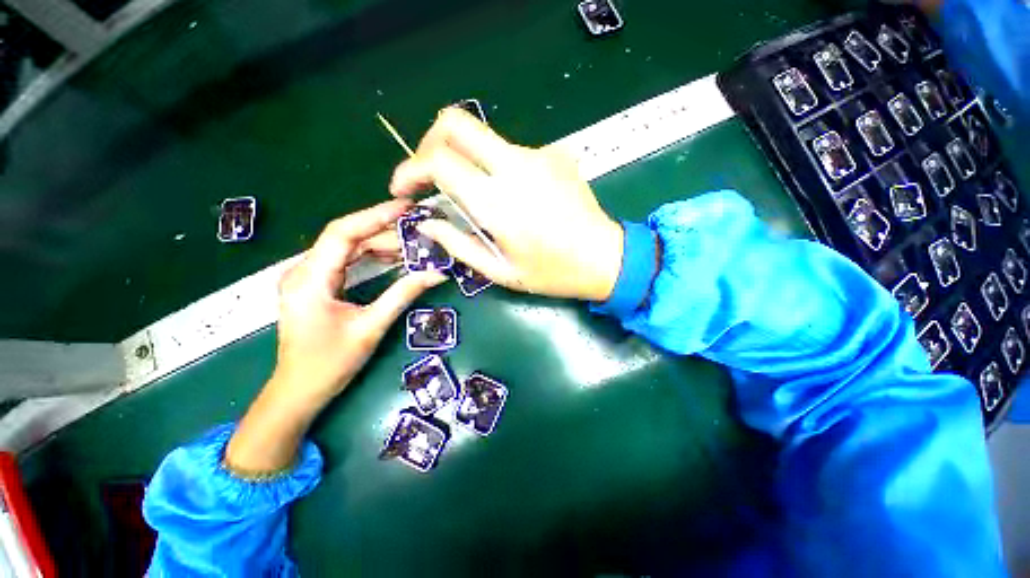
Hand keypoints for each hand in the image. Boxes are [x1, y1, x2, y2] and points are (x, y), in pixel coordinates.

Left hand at [226, 200, 445, 473]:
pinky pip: (346, 262)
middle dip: (384, 230)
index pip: (343, 232)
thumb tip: (436, 273)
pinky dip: (371, 257)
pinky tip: (394, 257)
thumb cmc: (330, 364)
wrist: (299, 391)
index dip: (375, 216)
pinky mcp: (316, 285)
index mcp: (309, 278)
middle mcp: (303, 270)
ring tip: (413, 242)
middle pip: (346, 237)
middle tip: (418, 228)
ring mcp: (308, 277)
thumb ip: (403, 294)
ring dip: (380, 243)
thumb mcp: (371, 327)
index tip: (406, 208)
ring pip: (347, 248)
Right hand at [389, 108, 624, 301]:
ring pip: (484, 139)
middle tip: (429, 174)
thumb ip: (458, 245)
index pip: (438, 161)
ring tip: (475, 194)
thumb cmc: (552, 273)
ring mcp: (538, 154)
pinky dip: (498, 168)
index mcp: (498, 202)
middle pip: (456, 123)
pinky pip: (512, 152)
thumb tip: (426, 222)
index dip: (410, 169)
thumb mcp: (500, 271)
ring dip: (467, 159)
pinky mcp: (555, 154)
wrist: (605, 258)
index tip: (404, 188)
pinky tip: (513, 195)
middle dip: (430, 142)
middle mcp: (515, 167)